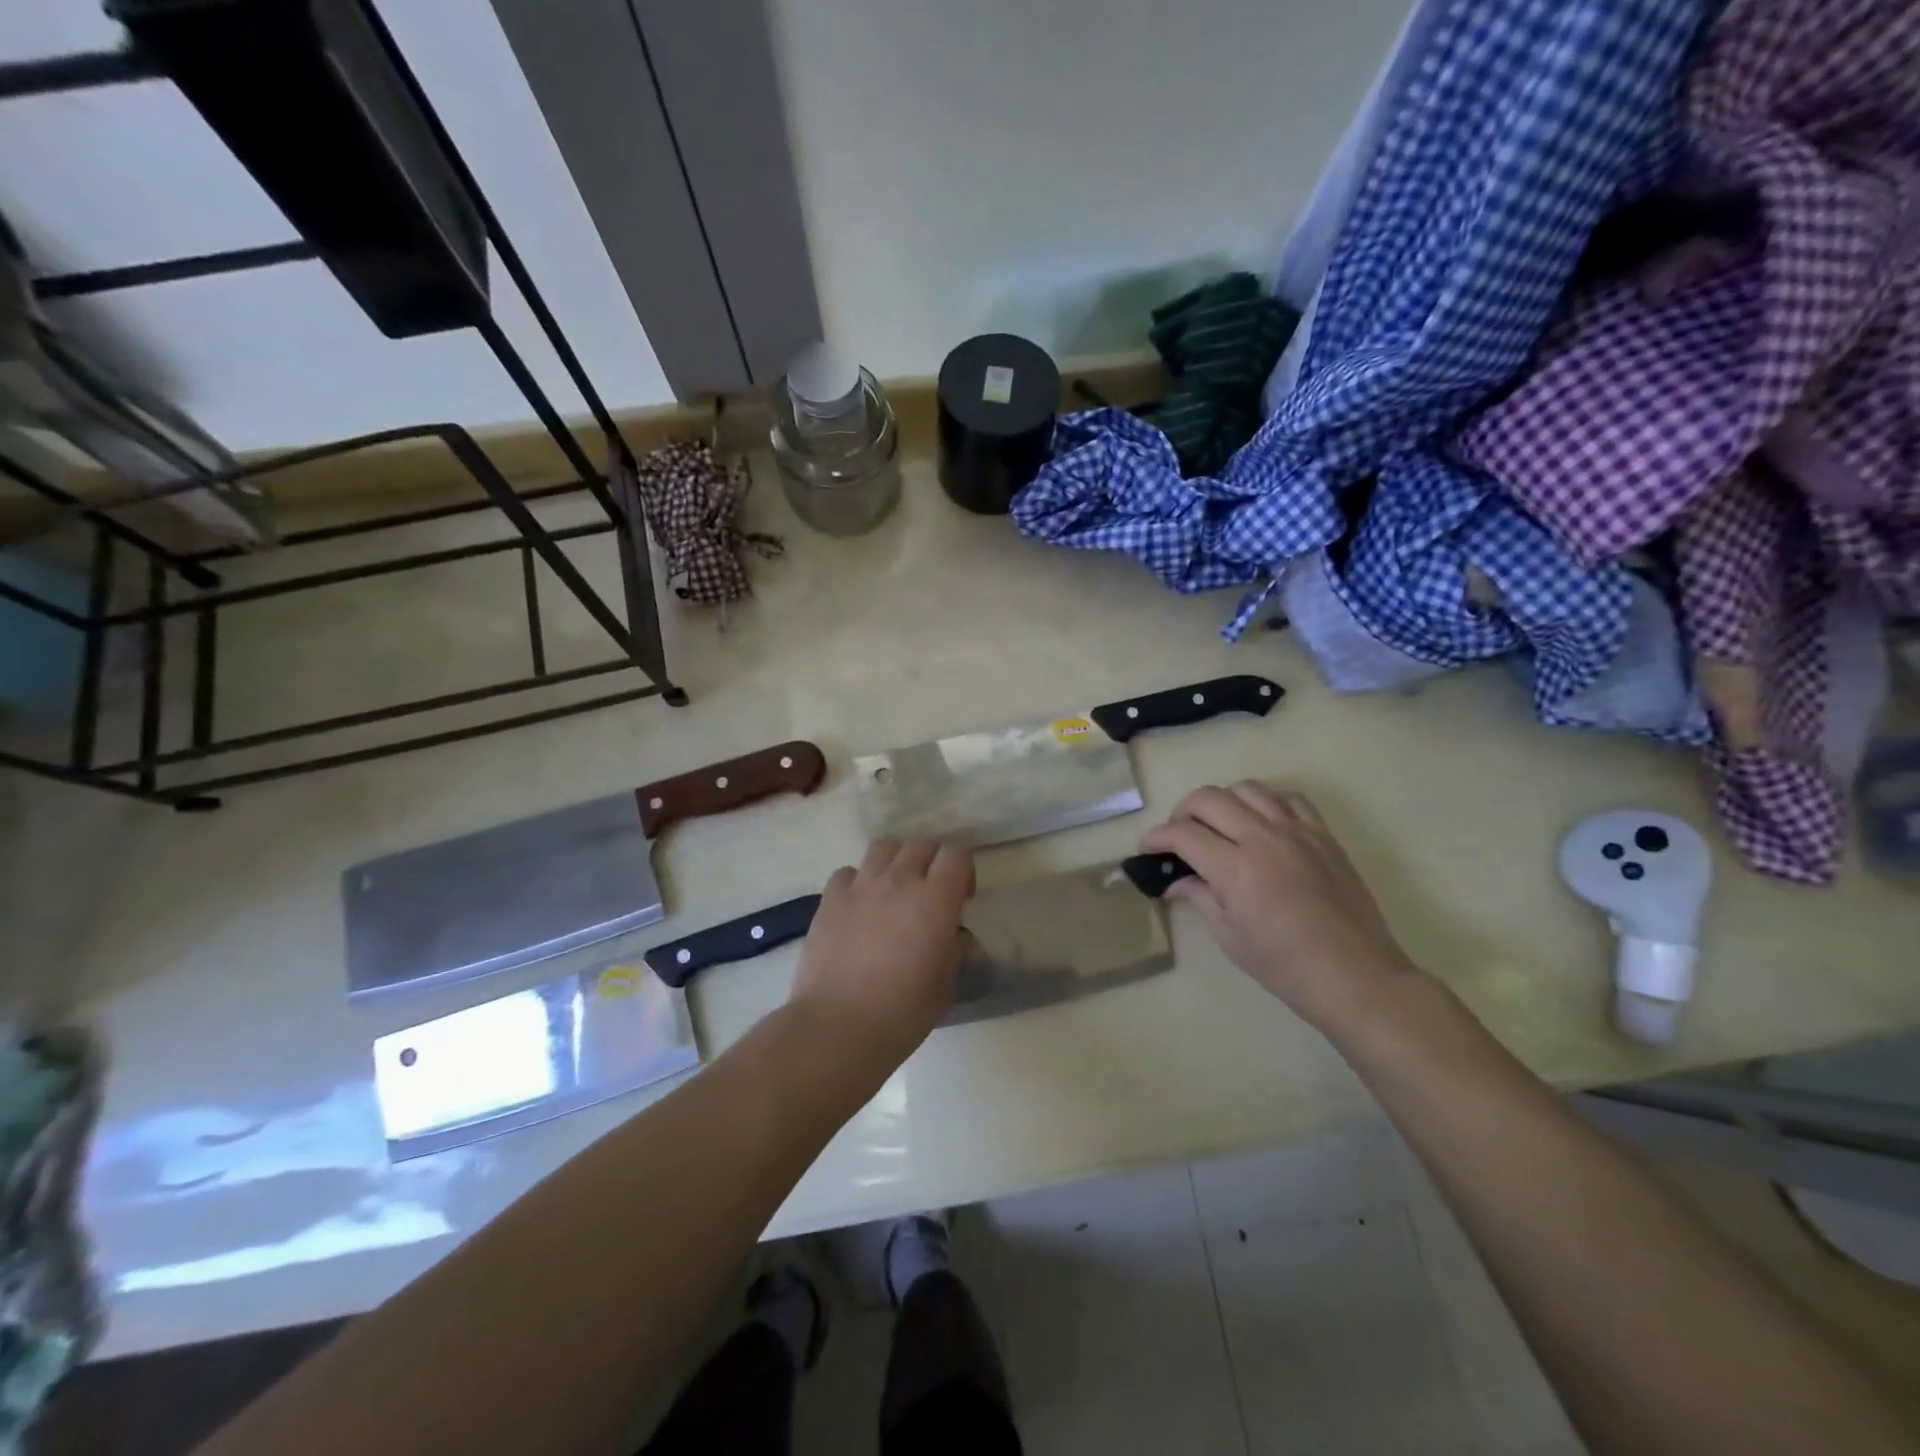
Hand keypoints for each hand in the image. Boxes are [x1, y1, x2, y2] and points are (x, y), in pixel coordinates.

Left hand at [789, 838, 974, 1061]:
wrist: (838, 1026)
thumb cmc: (902, 1013)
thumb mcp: (945, 986)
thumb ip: (954, 951)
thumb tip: (955, 935)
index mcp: (936, 900)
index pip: (957, 854)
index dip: (963, 870)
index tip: (961, 898)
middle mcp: (900, 881)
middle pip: (921, 844)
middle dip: (932, 861)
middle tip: (930, 892)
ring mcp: (861, 886)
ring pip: (884, 847)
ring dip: (896, 860)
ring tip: (894, 889)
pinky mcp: (830, 898)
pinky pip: (848, 872)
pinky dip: (858, 881)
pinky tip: (859, 906)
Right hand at [1139, 784, 1418, 1032]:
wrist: (1354, 975)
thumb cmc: (1284, 965)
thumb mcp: (1229, 936)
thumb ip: (1199, 896)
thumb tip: (1175, 880)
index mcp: (1235, 869)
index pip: (1182, 834)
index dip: (1156, 838)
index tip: (1148, 849)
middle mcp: (1263, 838)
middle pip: (1209, 798)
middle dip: (1182, 812)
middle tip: (1179, 836)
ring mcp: (1297, 832)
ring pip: (1247, 788)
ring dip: (1223, 802)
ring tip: (1220, 826)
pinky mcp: (1323, 835)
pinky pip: (1289, 798)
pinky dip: (1266, 803)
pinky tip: (1262, 824)